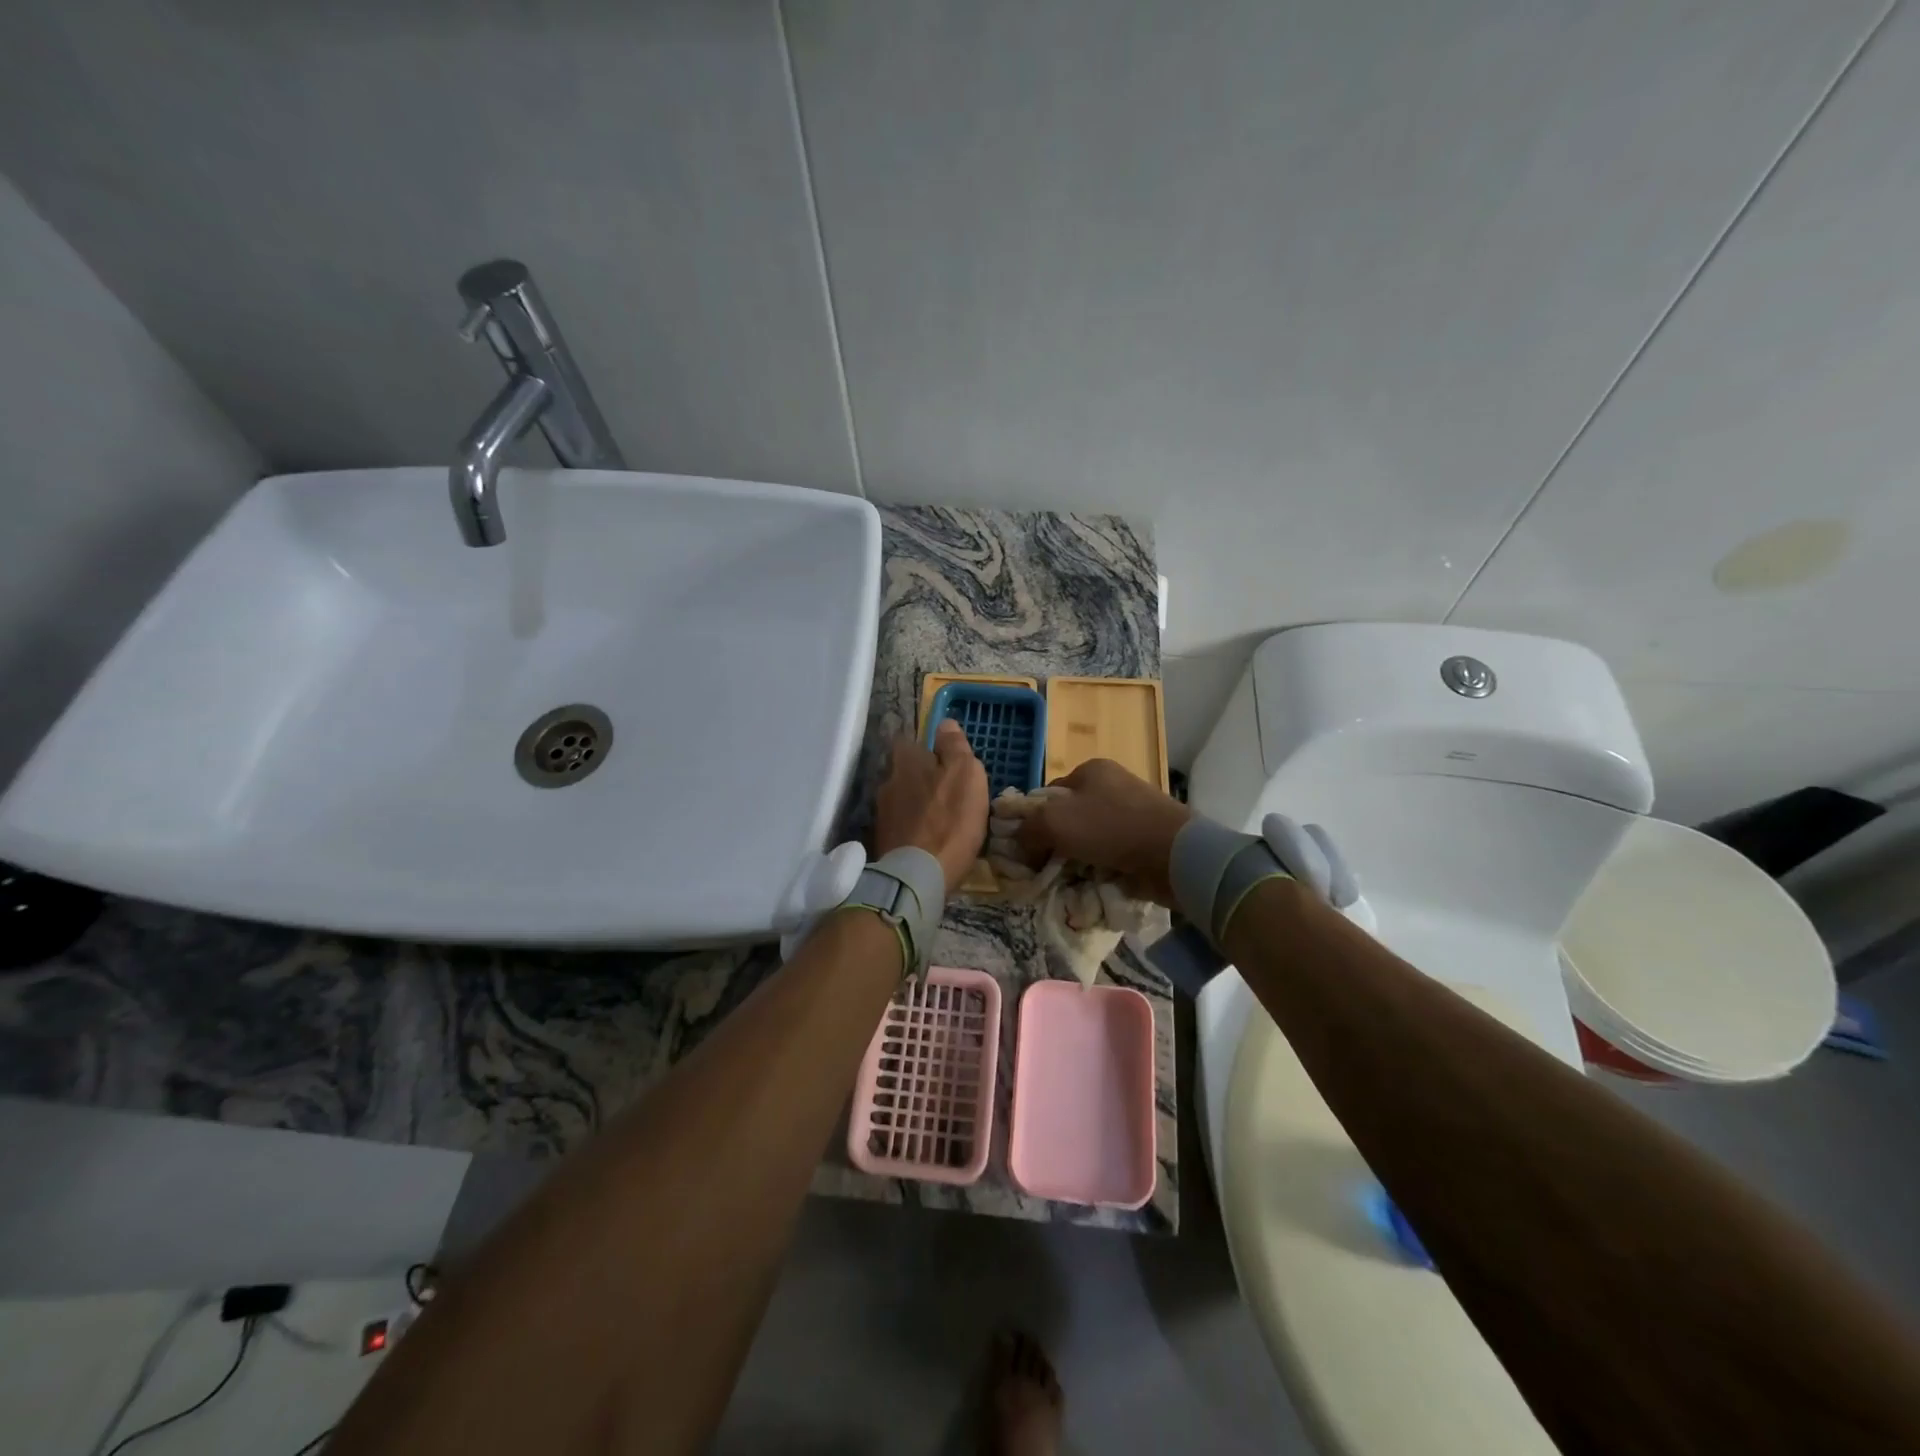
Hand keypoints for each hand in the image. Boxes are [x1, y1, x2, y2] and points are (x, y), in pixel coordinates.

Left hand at [874, 720, 990, 893]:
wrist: (918, 875)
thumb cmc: (950, 819)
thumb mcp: (965, 774)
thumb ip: (954, 746)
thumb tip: (944, 723)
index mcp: (905, 761)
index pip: (908, 741)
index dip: (926, 748)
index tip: (943, 759)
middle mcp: (886, 782)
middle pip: (904, 771)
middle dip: (921, 778)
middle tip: (946, 792)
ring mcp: (881, 814)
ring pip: (902, 799)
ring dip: (917, 804)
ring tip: (940, 819)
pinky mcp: (882, 841)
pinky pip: (901, 825)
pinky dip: (913, 828)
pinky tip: (928, 839)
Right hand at [1016, 759, 1191, 905]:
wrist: (1174, 854)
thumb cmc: (1110, 828)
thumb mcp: (1055, 822)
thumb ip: (1028, 829)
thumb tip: (1016, 840)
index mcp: (1091, 770)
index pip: (1049, 794)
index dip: (1033, 820)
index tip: (1026, 849)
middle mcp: (1112, 786)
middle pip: (1069, 818)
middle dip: (1056, 844)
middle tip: (1044, 870)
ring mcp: (1132, 813)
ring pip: (1089, 840)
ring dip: (1077, 861)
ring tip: (1067, 882)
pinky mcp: (1146, 840)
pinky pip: (1112, 855)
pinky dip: (1101, 869)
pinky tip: (1093, 884)